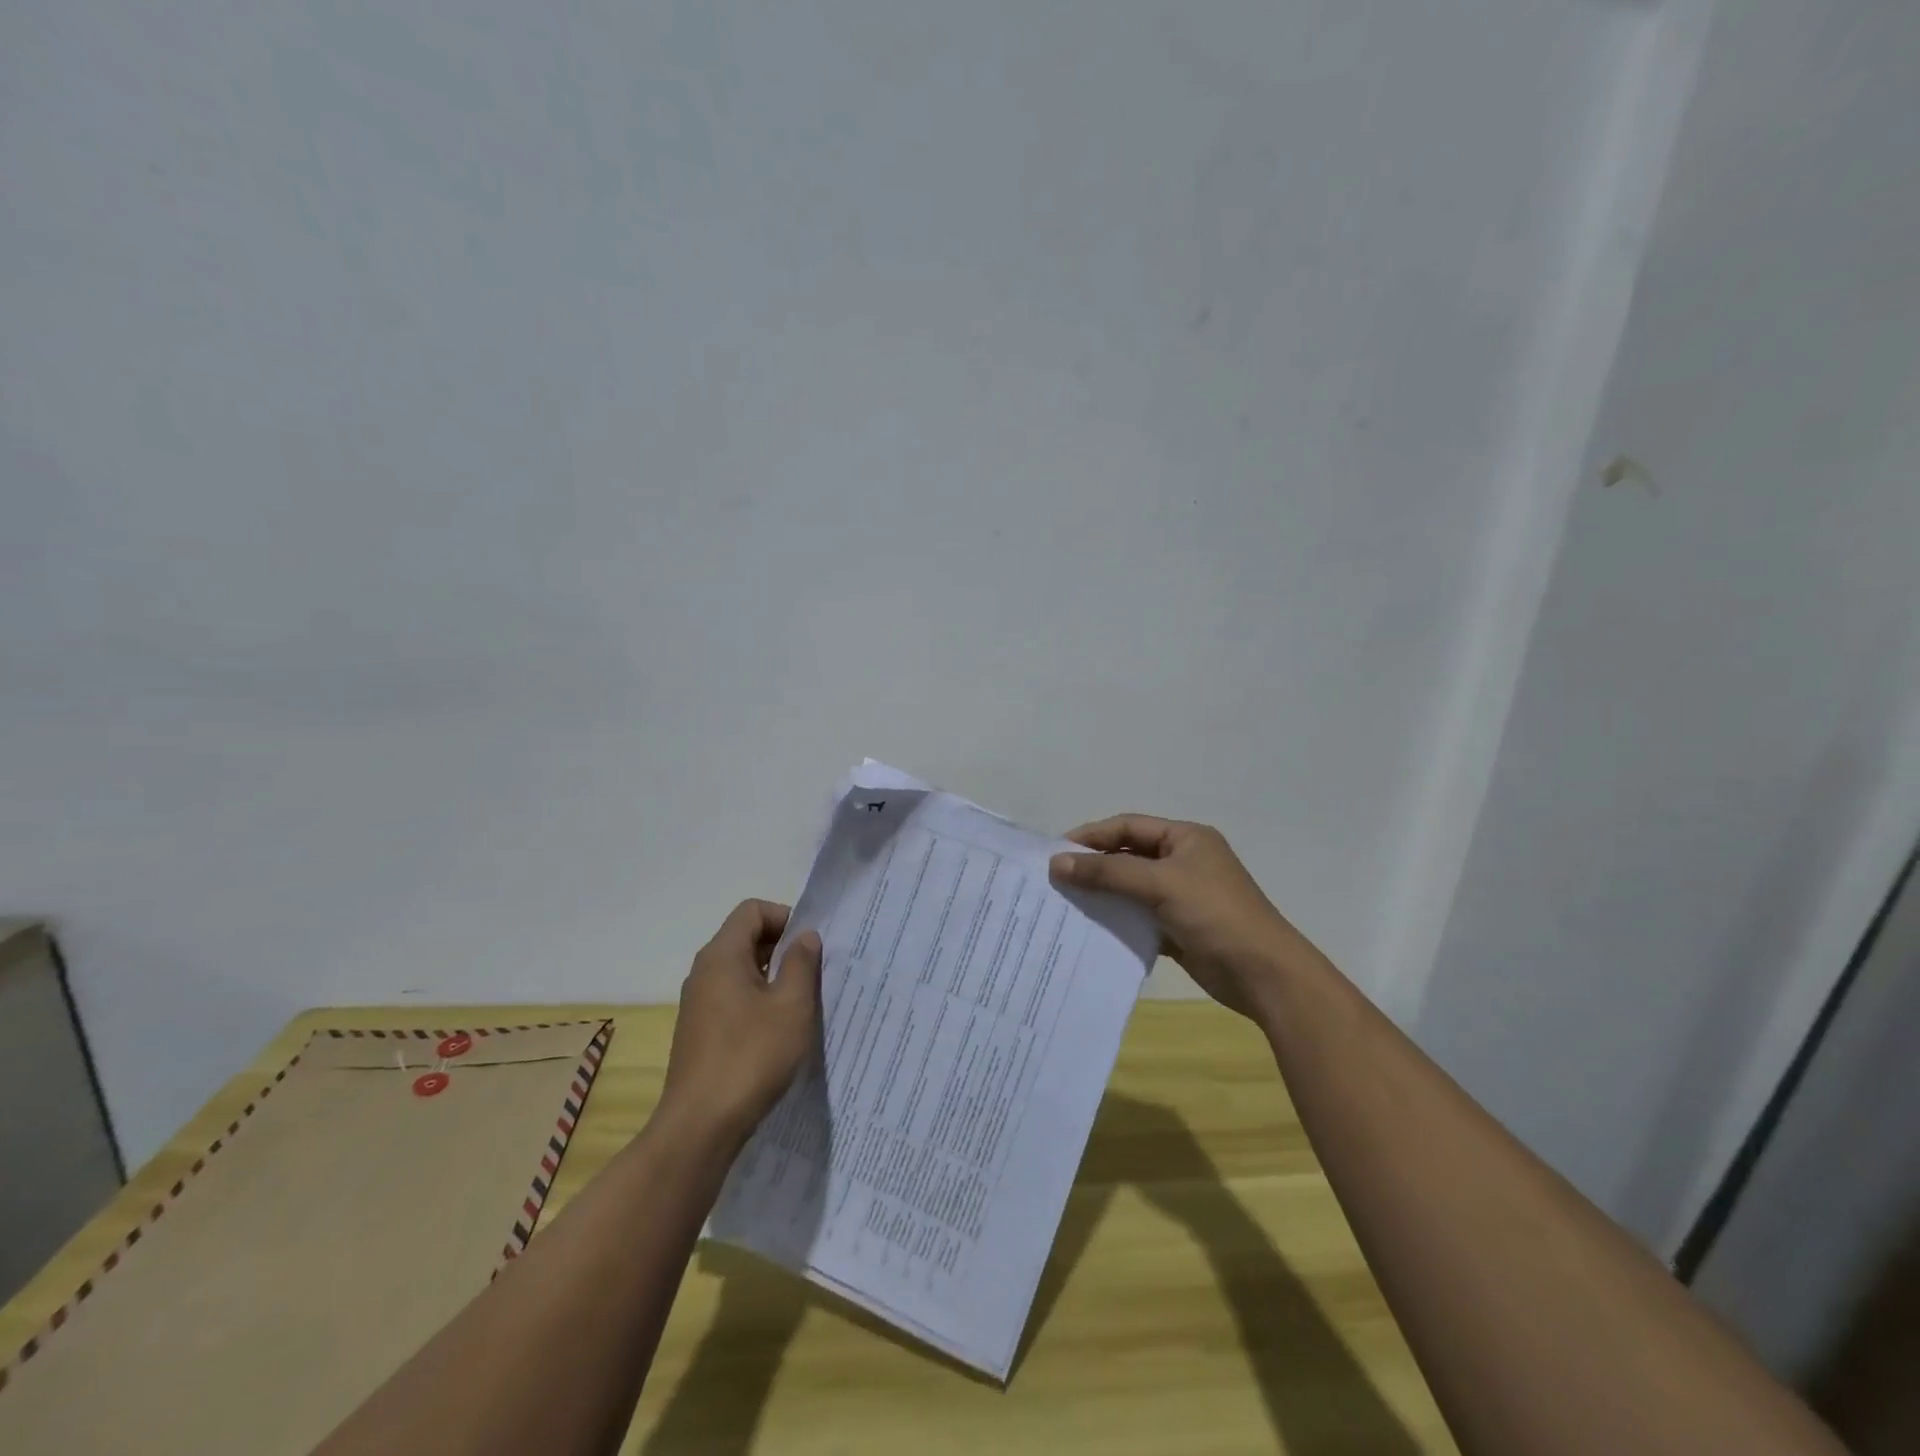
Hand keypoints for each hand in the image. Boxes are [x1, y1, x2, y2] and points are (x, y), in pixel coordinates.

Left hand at [660, 900, 821, 1142]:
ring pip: (740, 970)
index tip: (809, 945)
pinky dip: (756, 1001)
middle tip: (813, 973)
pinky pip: (731, 997)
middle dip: (782, 947)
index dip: (785, 917)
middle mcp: (704, 972)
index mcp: (722, 955)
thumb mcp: (791, 1006)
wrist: (700, 1127)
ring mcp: (698, 1003)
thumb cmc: (751, 1057)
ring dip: (772, 977)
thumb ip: (802, 963)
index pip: (752, 910)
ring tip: (800, 1003)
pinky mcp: (698, 1031)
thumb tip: (805, 936)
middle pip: (745, 937)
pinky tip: (776, 1031)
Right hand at [1049, 815, 1325, 1021]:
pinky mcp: (1179, 927)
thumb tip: (1057, 863)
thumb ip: (1107, 872)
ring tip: (1066, 902)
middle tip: (1055, 878)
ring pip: (1131, 887)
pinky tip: (1091, 927)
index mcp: (1186, 838)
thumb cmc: (1215, 915)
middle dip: (1094, 865)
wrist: (1264, 975)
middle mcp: (1183, 861)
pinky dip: (1117, 918)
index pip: (1128, 827)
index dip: (1091, 836)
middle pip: (1128, 855)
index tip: (1055, 852)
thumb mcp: (1160, 885)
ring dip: (1103, 893)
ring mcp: (1182, 895)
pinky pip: (1139, 915)